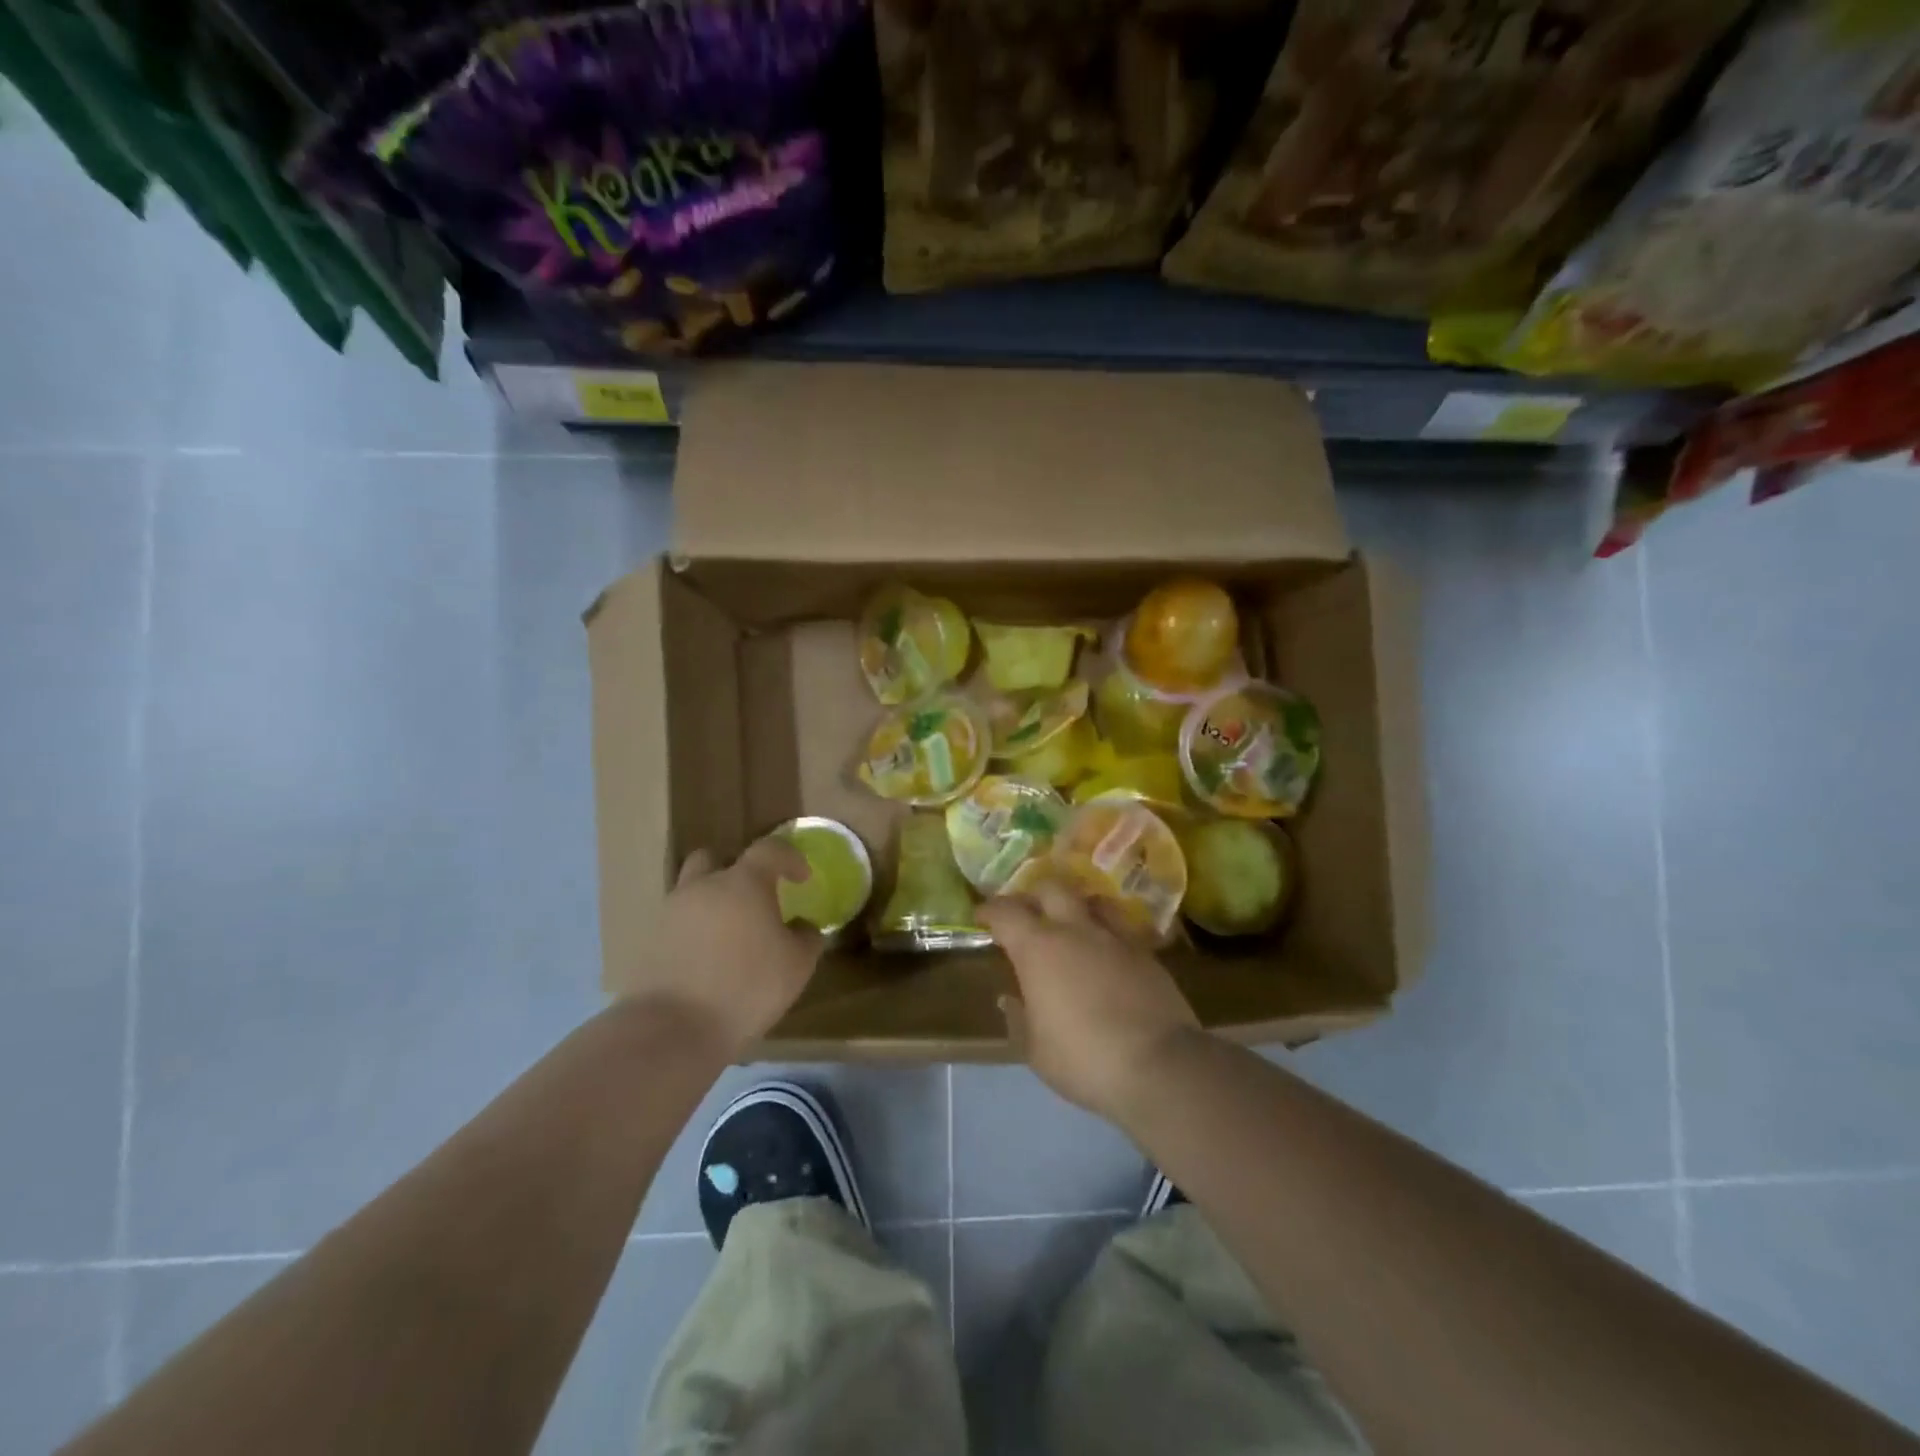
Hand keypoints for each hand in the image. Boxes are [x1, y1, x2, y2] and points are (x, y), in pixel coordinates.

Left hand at [630, 837, 824, 1054]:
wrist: (672, 1029)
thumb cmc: (746, 988)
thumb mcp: (796, 966)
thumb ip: (806, 938)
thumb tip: (803, 926)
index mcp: (743, 882)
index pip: (769, 850)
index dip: (789, 858)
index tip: (802, 877)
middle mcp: (703, 887)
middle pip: (714, 859)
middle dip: (735, 871)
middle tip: (753, 899)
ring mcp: (670, 913)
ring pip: (692, 891)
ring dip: (711, 902)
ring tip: (729, 935)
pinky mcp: (649, 942)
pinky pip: (677, 924)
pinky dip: (693, 933)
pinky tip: (707, 961)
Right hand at [979, 884, 1199, 1121]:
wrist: (1159, 1064)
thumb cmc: (1084, 1058)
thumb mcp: (1036, 1050)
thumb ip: (1019, 1018)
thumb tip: (1010, 998)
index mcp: (1038, 948)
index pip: (1006, 912)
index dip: (990, 910)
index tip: (982, 916)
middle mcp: (1075, 930)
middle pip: (1051, 889)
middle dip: (1034, 896)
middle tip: (1026, 913)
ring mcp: (1115, 937)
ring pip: (1091, 900)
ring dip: (1075, 905)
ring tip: (1070, 922)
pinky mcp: (1146, 952)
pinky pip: (1120, 927)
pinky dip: (1106, 931)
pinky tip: (1106, 951)